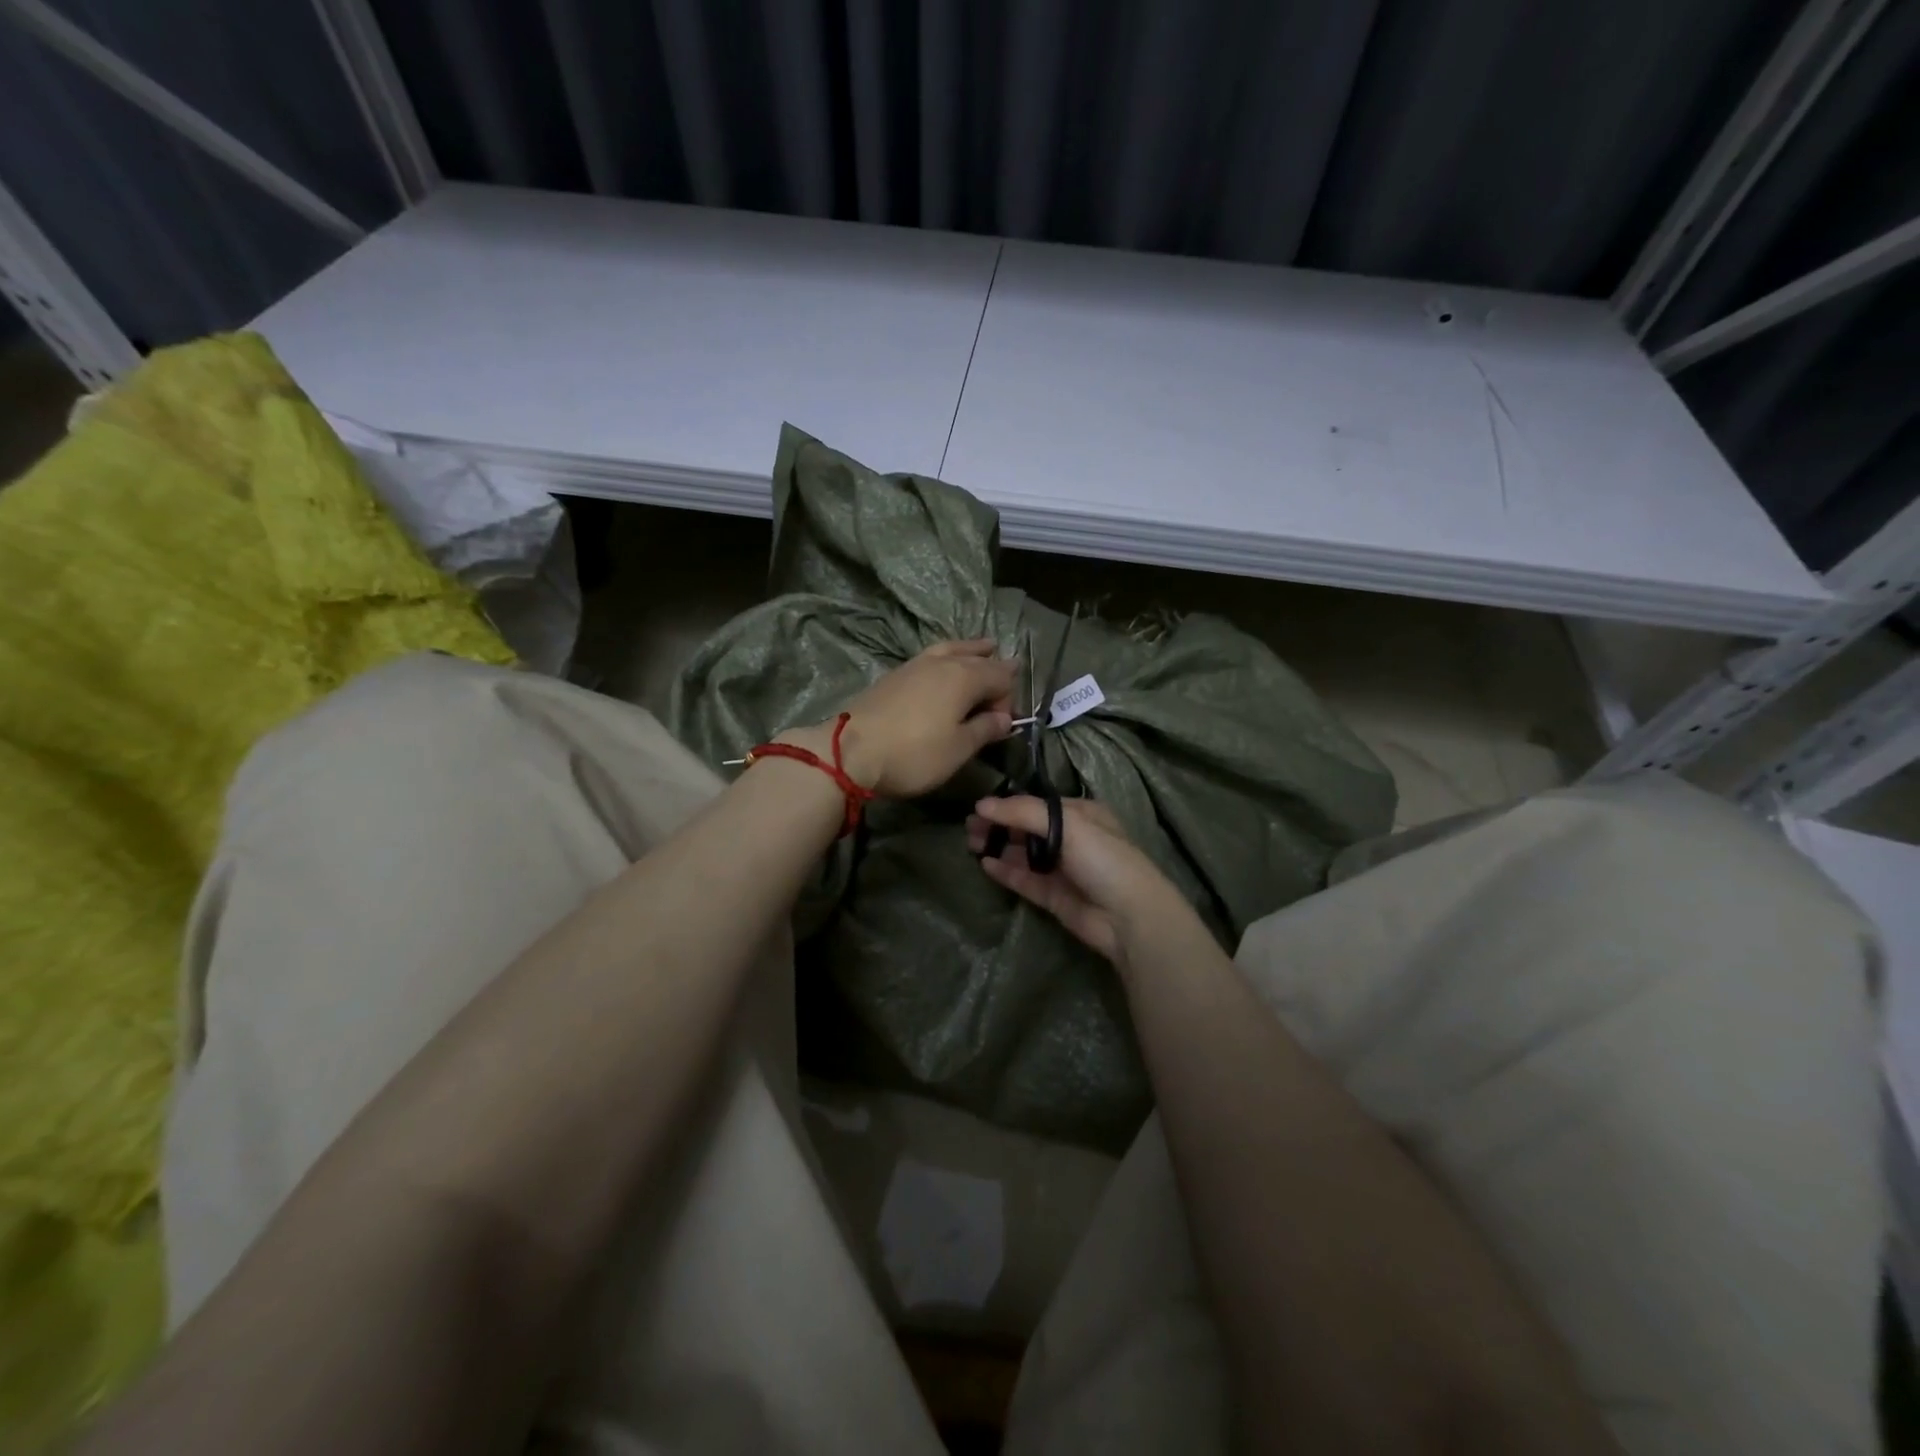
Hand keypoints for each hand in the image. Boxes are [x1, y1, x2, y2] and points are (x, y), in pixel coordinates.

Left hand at [785, 640, 1014, 797]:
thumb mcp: (958, 749)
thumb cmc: (914, 754)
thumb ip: (985, 729)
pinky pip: (933, 657)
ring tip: (984, 648)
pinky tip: (944, 666)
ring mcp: (915, 665)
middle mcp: (943, 662)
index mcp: (965, 676)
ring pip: (952, 650)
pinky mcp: (895, 675)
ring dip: (971, 651)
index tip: (1000, 727)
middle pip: (978, 658)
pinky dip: (948, 657)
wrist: (850, 751)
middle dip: (993, 668)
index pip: (1001, 676)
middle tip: (1005, 679)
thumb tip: (1004, 718)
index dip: (1008, 699)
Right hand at [966, 796, 1181, 965]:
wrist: (1129, 917)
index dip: (1008, 805)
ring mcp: (1062, 869)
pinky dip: (1006, 871)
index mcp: (1081, 814)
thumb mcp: (1067, 824)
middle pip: (1027, 828)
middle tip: (969, 827)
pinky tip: (986, 864)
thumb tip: (982, 804)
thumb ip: (1023, 812)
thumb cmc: (1104, 859)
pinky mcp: (1054, 896)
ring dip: (999, 847)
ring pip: (1024, 854)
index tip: (979, 807)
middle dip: (999, 826)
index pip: (1037, 805)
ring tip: (971, 843)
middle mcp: (1071, 839)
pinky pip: (1025, 879)